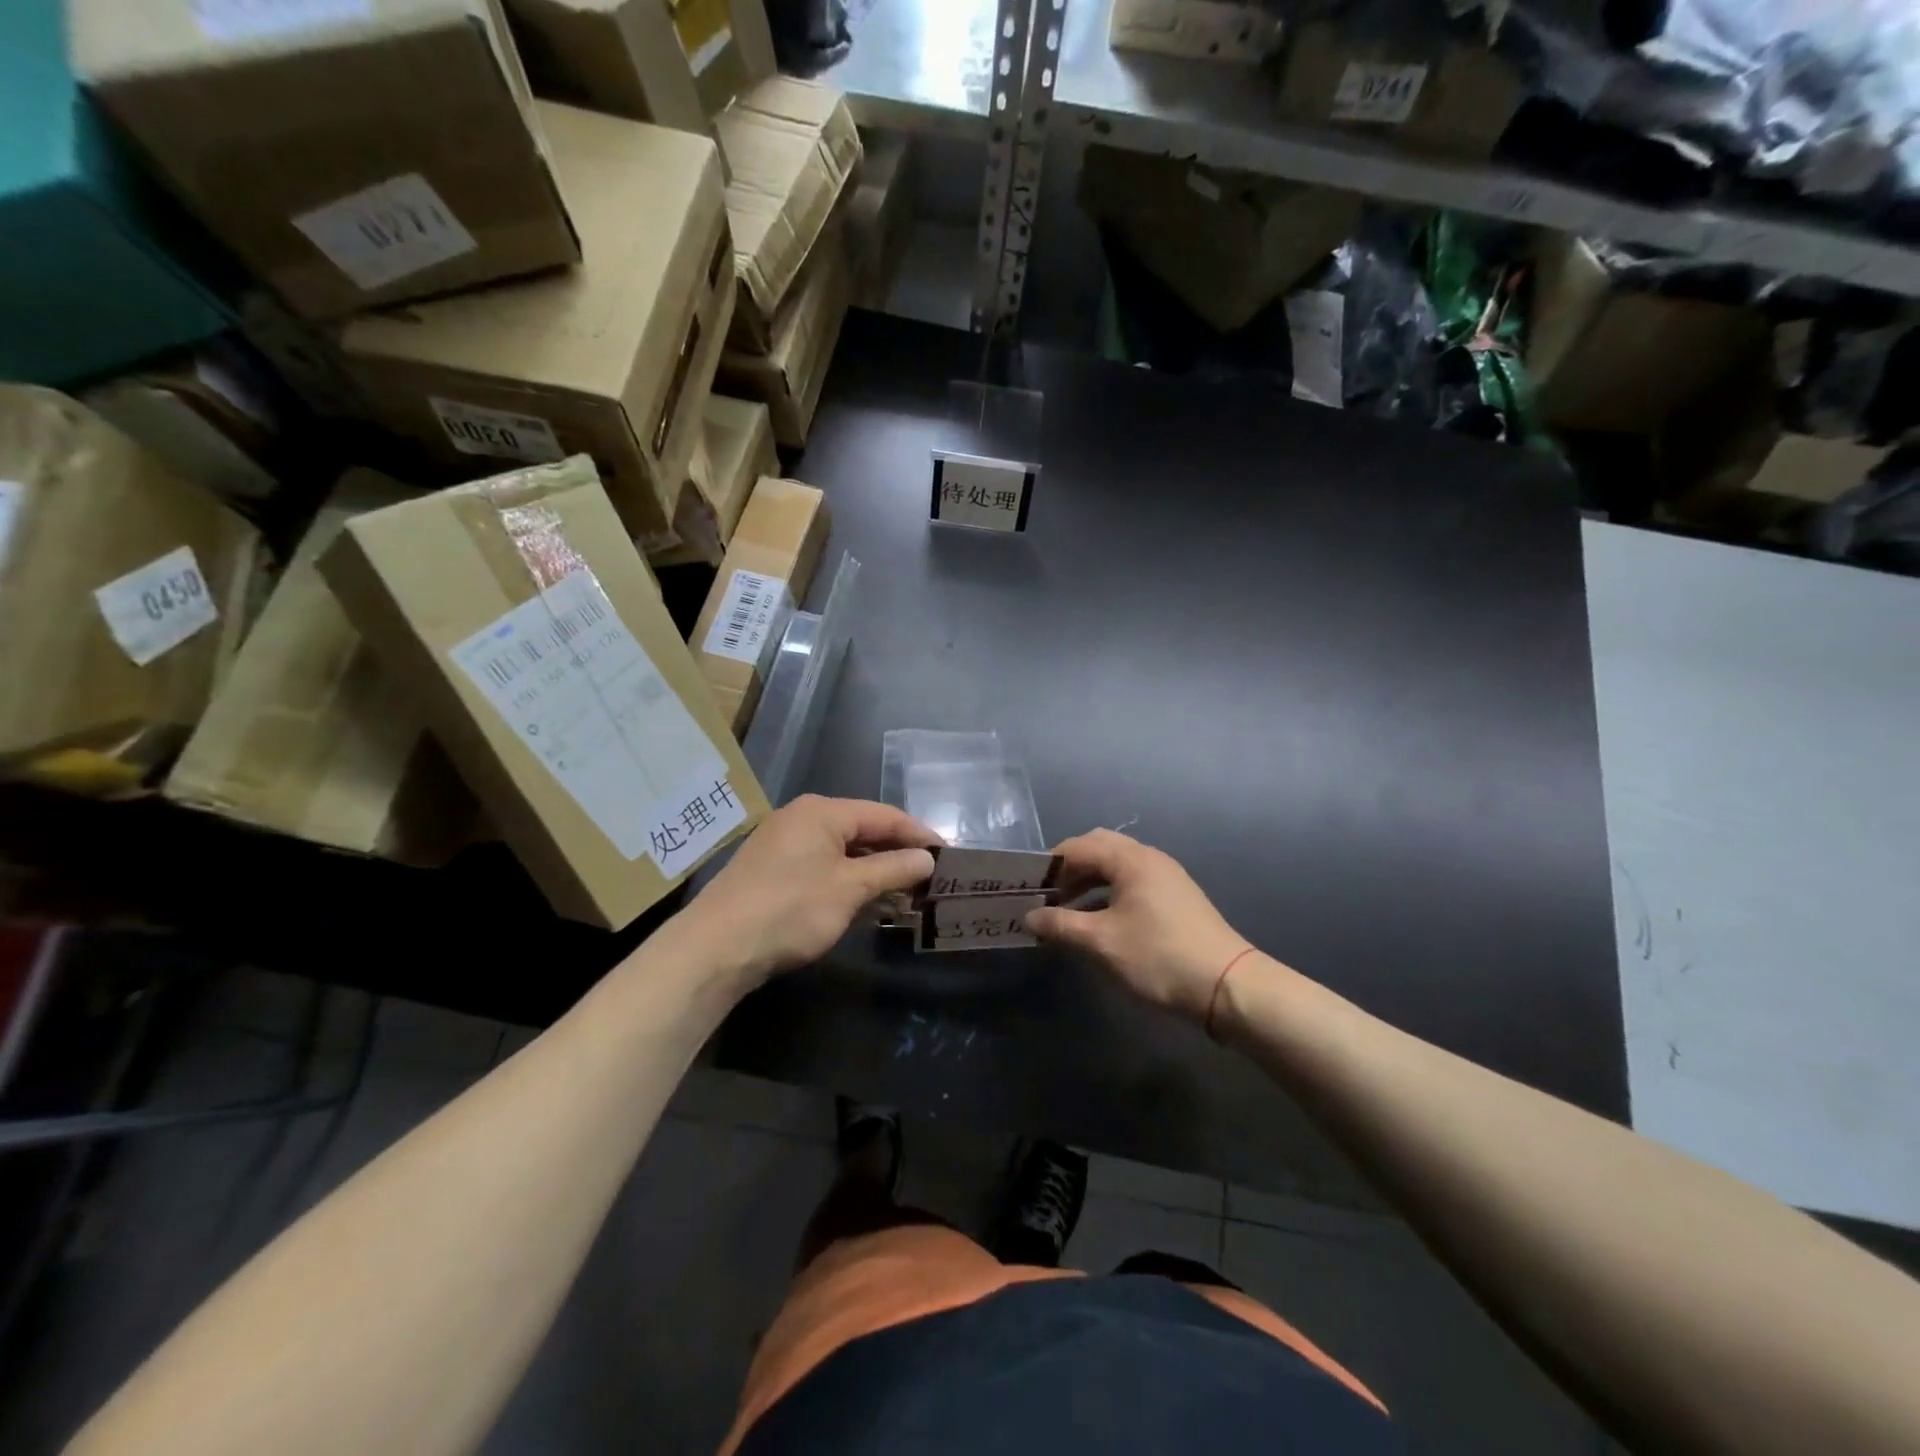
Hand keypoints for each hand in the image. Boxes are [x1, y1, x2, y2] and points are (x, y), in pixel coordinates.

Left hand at [682, 795, 940, 982]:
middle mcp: (802, 818)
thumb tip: (927, 859)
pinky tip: (865, 901)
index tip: (947, 855)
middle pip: (862, 830)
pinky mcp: (772, 870)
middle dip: (896, 853)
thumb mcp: (850, 888)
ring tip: (905, 892)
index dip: (918, 834)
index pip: (884, 815)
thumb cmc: (791, 909)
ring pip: (842, 850)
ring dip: (873, 870)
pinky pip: (823, 866)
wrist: (716, 948)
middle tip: (929, 876)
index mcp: (822, 812)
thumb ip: (893, 868)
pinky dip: (848, 880)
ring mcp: (783, 843)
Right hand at [1026, 829, 1249, 1022]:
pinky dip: (1108, 895)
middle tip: (1048, 897)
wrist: (1228, 986)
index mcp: (1130, 859)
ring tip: (1066, 913)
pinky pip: (1132, 883)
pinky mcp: (1176, 898)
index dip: (1050, 866)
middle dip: (1069, 870)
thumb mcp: (1101, 943)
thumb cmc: (1158, 957)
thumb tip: (1030, 916)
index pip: (1078, 847)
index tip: (1028, 890)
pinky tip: (1098, 923)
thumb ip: (1061, 925)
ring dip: (1088, 883)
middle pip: (1098, 849)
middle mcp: (1149, 858)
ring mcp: (1166, 877)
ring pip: (1116, 867)